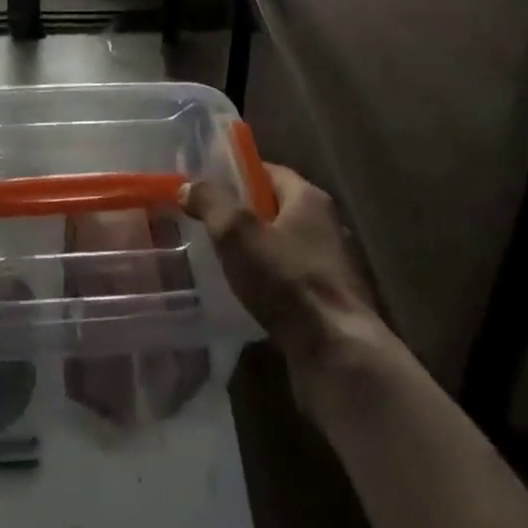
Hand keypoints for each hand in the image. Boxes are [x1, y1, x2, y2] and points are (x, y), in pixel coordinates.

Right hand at [181, 164, 381, 368]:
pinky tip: (249, 298)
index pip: (269, 172)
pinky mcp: (333, 303)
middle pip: (278, 209)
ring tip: (222, 263)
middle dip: (244, 215)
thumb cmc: (288, 282)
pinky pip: (293, 281)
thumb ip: (211, 202)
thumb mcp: (238, 233)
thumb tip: (189, 186)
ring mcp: (333, 266)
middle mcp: (327, 225)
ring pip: (285, 247)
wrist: (338, 355)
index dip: (237, 175)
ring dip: (258, 253)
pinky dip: (272, 283)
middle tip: (208, 225)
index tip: (207, 187)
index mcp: (309, 199)